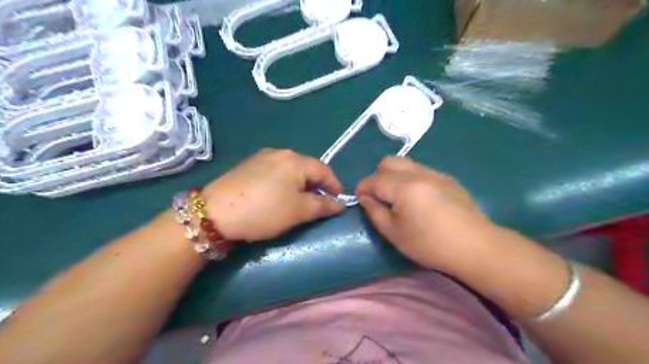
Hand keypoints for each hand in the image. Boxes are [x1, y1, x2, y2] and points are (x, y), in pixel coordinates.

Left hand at [204, 150, 346, 242]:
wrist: (214, 213)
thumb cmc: (264, 211)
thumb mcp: (298, 211)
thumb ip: (323, 206)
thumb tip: (340, 204)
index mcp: (295, 160)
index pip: (324, 169)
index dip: (334, 185)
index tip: (339, 201)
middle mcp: (279, 153)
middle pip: (307, 168)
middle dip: (317, 185)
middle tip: (320, 203)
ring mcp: (261, 157)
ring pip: (291, 170)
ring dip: (301, 184)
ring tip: (300, 201)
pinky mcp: (248, 165)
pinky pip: (275, 172)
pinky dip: (284, 183)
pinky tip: (279, 196)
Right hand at [357, 155, 496, 269]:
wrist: (476, 247)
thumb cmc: (430, 244)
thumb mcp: (395, 234)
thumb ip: (375, 212)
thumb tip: (366, 198)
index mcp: (404, 187)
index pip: (375, 180)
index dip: (363, 188)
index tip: (360, 198)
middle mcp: (419, 173)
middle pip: (390, 162)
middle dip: (378, 176)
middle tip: (380, 196)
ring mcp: (436, 174)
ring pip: (407, 164)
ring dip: (395, 175)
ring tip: (399, 197)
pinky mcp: (448, 179)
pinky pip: (422, 170)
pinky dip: (411, 178)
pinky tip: (419, 199)